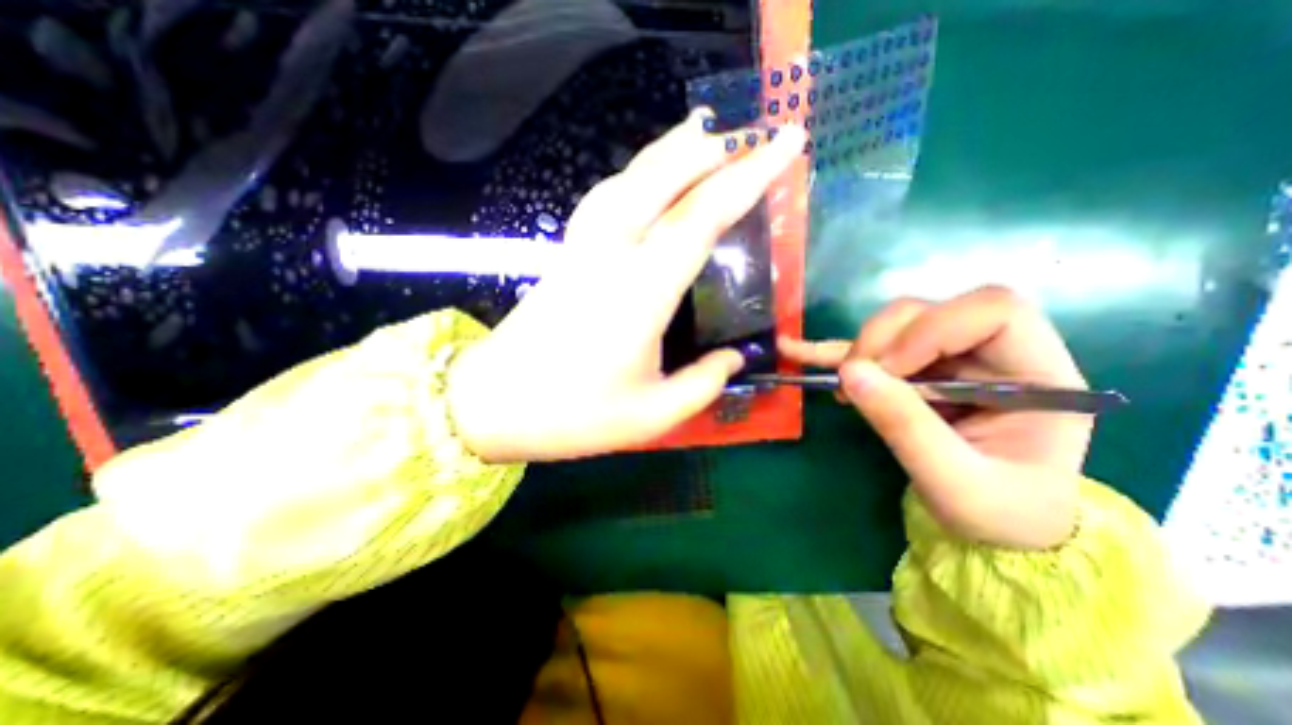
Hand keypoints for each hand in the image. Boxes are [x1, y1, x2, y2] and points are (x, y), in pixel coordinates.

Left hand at [451, 114, 803, 463]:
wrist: (492, 404)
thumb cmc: (573, 415)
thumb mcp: (652, 415)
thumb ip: (703, 384)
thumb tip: (734, 359)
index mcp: (640, 292)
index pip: (702, 217)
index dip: (749, 176)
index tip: (787, 142)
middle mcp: (611, 255)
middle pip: (663, 179)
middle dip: (714, 148)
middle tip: (754, 129)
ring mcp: (582, 249)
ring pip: (629, 179)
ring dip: (671, 150)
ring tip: (705, 133)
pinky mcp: (565, 255)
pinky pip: (606, 197)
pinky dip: (635, 174)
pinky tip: (648, 175)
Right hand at [775, 285, 1086, 546]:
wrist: (996, 530)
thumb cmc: (998, 514)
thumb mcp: (957, 484)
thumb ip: (906, 427)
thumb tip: (850, 373)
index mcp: (1037, 376)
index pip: (994, 312)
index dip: (932, 330)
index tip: (891, 372)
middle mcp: (994, 355)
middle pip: (932, 311)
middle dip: (884, 339)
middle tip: (857, 381)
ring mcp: (950, 360)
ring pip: (896, 323)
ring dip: (858, 348)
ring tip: (838, 383)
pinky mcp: (915, 370)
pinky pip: (872, 350)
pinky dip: (833, 352)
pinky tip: (796, 349)